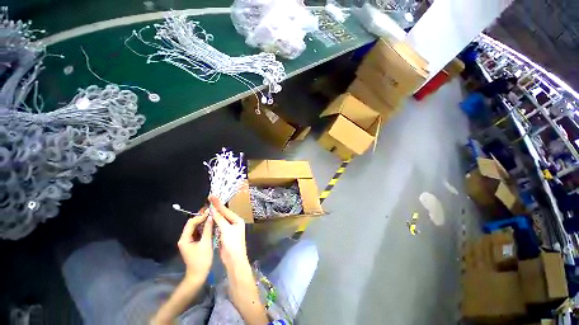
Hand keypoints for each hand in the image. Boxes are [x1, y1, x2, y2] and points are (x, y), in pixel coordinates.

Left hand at [177, 208, 213, 283]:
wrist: (198, 275)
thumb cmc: (201, 260)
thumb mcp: (206, 243)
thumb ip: (208, 229)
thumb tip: (211, 217)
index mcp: (185, 238)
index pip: (191, 222)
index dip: (200, 216)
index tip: (210, 212)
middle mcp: (184, 238)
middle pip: (192, 224)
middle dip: (202, 217)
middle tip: (212, 212)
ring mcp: (188, 241)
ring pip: (195, 227)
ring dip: (203, 222)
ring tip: (212, 216)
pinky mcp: (193, 243)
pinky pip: (198, 232)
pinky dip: (204, 227)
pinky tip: (211, 224)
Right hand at [209, 196, 248, 270]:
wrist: (234, 260)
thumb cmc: (232, 243)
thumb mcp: (226, 230)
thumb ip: (220, 219)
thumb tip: (213, 209)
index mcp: (237, 220)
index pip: (226, 210)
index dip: (218, 204)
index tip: (211, 196)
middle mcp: (234, 223)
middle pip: (224, 214)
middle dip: (216, 208)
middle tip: (208, 201)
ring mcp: (229, 229)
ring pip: (220, 220)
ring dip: (214, 215)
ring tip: (207, 208)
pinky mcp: (224, 235)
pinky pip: (218, 226)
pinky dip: (213, 222)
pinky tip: (208, 219)